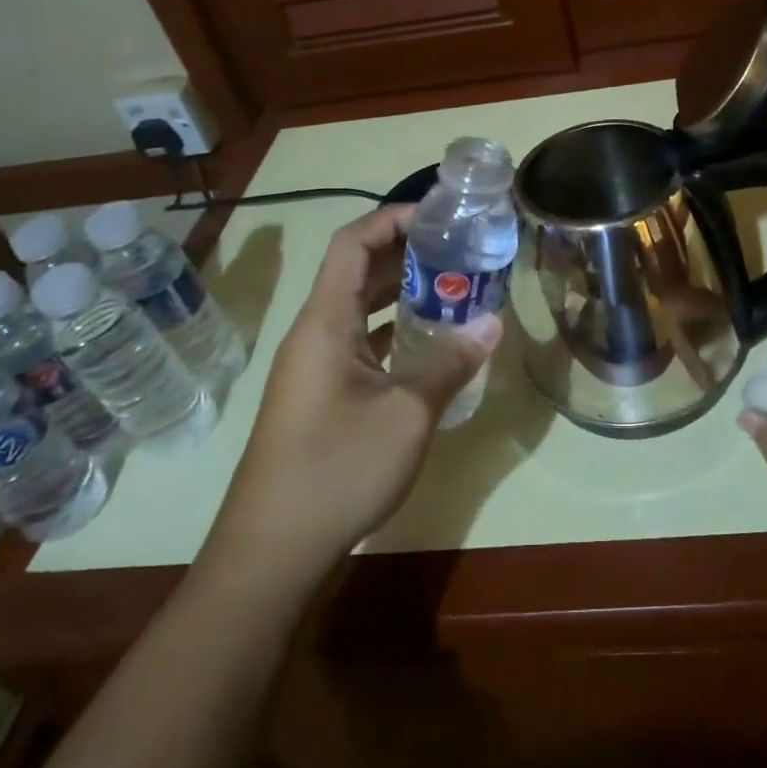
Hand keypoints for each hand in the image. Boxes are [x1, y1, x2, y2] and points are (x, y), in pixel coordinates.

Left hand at [203, 205, 500, 584]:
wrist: (273, 551)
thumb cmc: (338, 468)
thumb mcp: (408, 413)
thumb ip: (451, 362)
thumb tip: (493, 322)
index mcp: (325, 322)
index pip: (352, 244)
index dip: (392, 219)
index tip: (439, 216)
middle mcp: (315, 334)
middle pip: (357, 271)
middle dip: (407, 253)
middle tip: (461, 250)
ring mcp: (315, 367)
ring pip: (361, 309)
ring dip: (403, 293)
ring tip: (455, 288)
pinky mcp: (322, 396)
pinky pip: (362, 344)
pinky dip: (395, 332)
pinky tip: (432, 345)